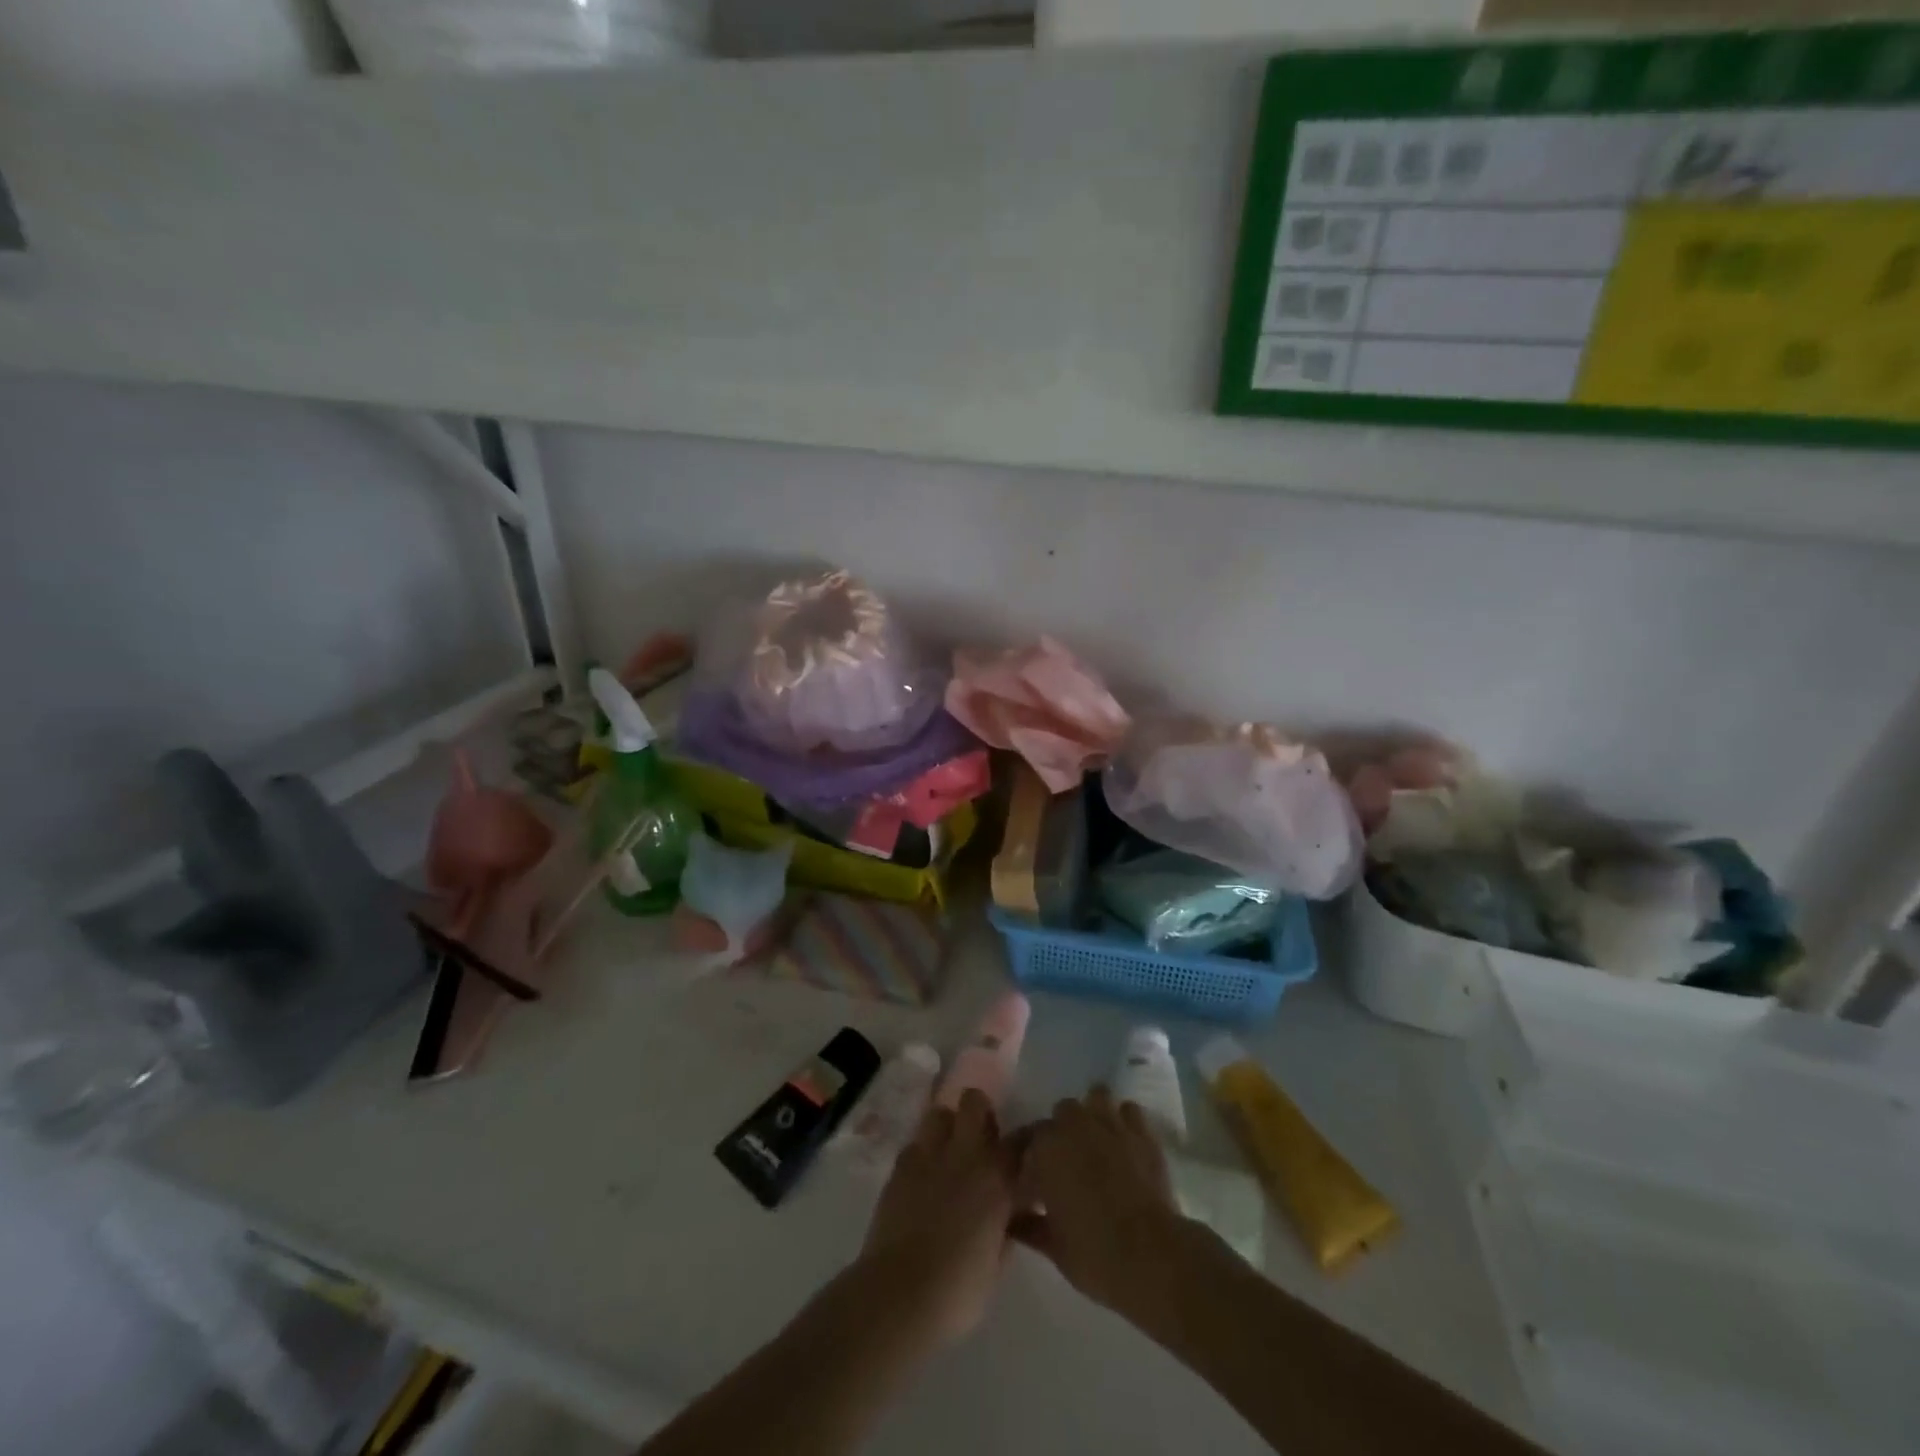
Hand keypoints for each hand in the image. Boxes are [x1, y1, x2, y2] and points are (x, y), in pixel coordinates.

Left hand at [858, 1089, 1015, 1346]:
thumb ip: (1006, 1227)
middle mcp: (964, 1154)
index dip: (1028, 1141)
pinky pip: (914, 1145)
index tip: (1031, 1150)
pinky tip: (922, 1179)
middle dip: (980, 1113)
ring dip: (947, 1128)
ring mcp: (928, 1156)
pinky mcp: (899, 1167)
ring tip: (949, 1155)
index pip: (1022, 1139)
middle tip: (982, 1142)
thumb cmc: (958, 1290)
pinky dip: (922, 1155)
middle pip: (974, 1101)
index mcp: (996, 1178)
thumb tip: (1008, 1215)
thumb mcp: (996, 1262)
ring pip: (939, 1113)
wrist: (900, 1295)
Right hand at [1013, 1085, 1185, 1318]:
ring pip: (1095, 1097)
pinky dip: (1123, 1121)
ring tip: (1093, 1141)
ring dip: (1091, 1114)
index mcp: (1045, 1147)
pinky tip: (1123, 1143)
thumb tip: (1014, 1221)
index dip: (1024, 1162)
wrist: (1151, 1255)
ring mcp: (1111, 1123)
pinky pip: (1129, 1111)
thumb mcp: (1052, 1246)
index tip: (1027, 1185)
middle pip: (1059, 1114)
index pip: (1025, 1142)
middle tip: (1062, 1166)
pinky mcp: (1143, 1132)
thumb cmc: (1093, 1252)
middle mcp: (1075, 1124)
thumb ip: (1029, 1225)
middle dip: (1058, 1134)